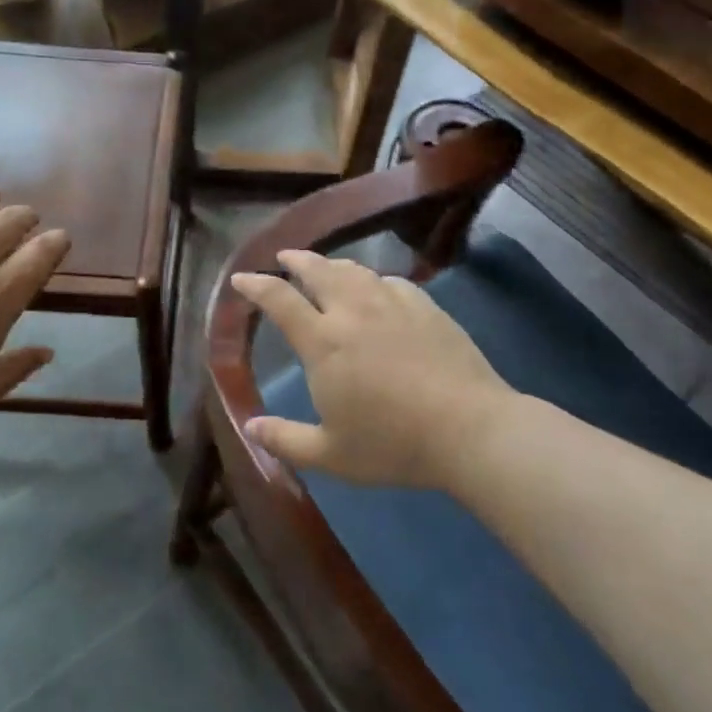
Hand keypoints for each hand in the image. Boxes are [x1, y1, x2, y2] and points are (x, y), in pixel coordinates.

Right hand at [229, 250, 518, 491]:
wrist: (469, 429)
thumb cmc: (393, 444)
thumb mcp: (331, 455)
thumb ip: (285, 439)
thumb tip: (249, 426)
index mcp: (323, 342)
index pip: (279, 300)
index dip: (256, 285)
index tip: (242, 278)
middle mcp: (353, 311)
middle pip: (317, 270)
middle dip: (295, 259)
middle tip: (284, 256)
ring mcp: (392, 303)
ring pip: (355, 271)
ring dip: (333, 264)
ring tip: (326, 267)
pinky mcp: (425, 306)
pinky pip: (391, 281)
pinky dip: (373, 280)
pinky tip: (377, 288)